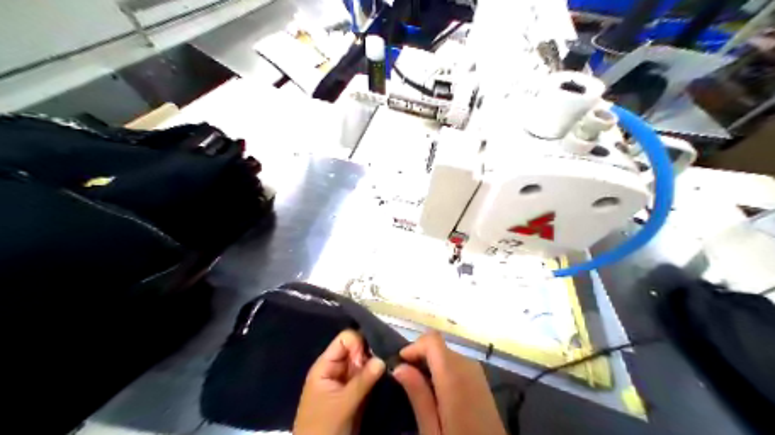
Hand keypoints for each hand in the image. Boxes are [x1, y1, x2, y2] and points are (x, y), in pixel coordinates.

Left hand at [295, 330, 384, 434]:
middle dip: (372, 351)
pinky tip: (388, 375)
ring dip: (376, 363)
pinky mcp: (355, 392)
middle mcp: (337, 368)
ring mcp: (346, 380)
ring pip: (364, 362)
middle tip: (388, 359)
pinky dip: (377, 375)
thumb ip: (363, 380)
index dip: (360, 343)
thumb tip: (383, 358)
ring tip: (391, 366)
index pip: (345, 340)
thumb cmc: (323, 427)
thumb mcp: (343, 403)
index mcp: (326, 365)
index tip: (374, 354)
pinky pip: (368, 376)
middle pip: (356, 349)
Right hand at [394, 329, 509, 434]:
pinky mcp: (481, 380)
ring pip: (447, 353)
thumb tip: (399, 367)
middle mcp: (467, 366)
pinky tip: (438, 391)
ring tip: (419, 386)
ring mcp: (477, 372)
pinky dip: (444, 368)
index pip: (432, 340)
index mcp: (454, 375)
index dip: (414, 346)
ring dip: (432, 362)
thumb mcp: (432, 430)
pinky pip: (457, 363)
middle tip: (406, 378)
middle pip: (439, 346)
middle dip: (420, 355)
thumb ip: (418, 395)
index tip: (400, 363)